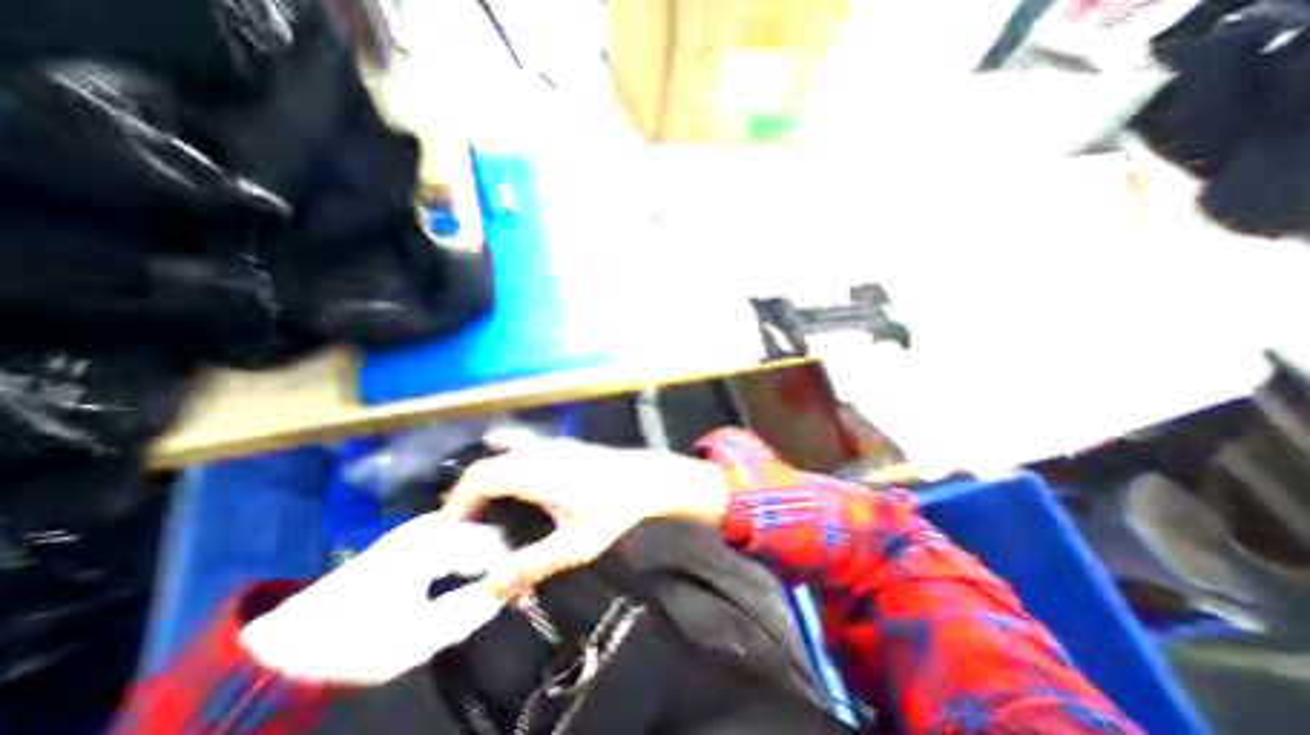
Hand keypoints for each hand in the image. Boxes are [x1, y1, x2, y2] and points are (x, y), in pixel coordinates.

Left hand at [239, 514, 509, 685]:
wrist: (291, 642)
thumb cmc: (355, 642)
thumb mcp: (414, 639)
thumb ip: (468, 612)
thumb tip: (509, 591)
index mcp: (433, 542)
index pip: (493, 541)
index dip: (514, 562)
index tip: (525, 585)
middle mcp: (432, 523)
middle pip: (488, 527)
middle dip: (507, 551)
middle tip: (517, 579)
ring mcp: (423, 524)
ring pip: (477, 523)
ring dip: (494, 546)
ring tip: (505, 571)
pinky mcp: (416, 532)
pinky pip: (462, 527)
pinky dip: (477, 543)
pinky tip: (480, 563)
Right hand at [436, 437, 725, 597]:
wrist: (646, 477)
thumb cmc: (613, 509)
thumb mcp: (574, 545)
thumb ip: (530, 566)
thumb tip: (487, 589)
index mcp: (535, 472)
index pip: (480, 478)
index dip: (456, 503)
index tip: (447, 534)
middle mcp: (538, 452)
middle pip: (487, 465)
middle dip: (466, 494)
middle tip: (463, 529)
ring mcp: (551, 445)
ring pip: (503, 454)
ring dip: (486, 479)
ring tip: (483, 511)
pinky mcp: (562, 446)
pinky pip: (521, 449)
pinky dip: (505, 465)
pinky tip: (514, 489)